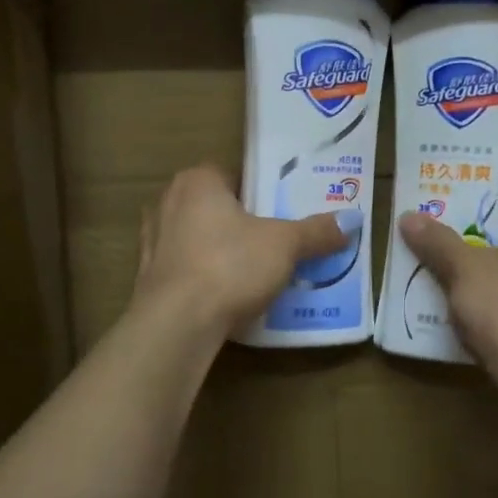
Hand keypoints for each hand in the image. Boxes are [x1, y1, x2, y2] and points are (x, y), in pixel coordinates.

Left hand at [132, 165, 356, 338]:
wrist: (177, 323)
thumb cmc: (230, 265)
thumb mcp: (285, 245)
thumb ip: (316, 232)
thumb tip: (351, 221)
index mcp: (197, 182)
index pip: (232, 174)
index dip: (259, 191)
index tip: (281, 211)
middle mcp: (167, 203)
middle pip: (214, 207)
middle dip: (240, 222)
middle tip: (273, 241)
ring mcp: (152, 242)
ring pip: (196, 239)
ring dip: (219, 251)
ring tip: (252, 271)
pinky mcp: (147, 279)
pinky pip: (184, 269)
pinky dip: (202, 278)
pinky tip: (225, 296)